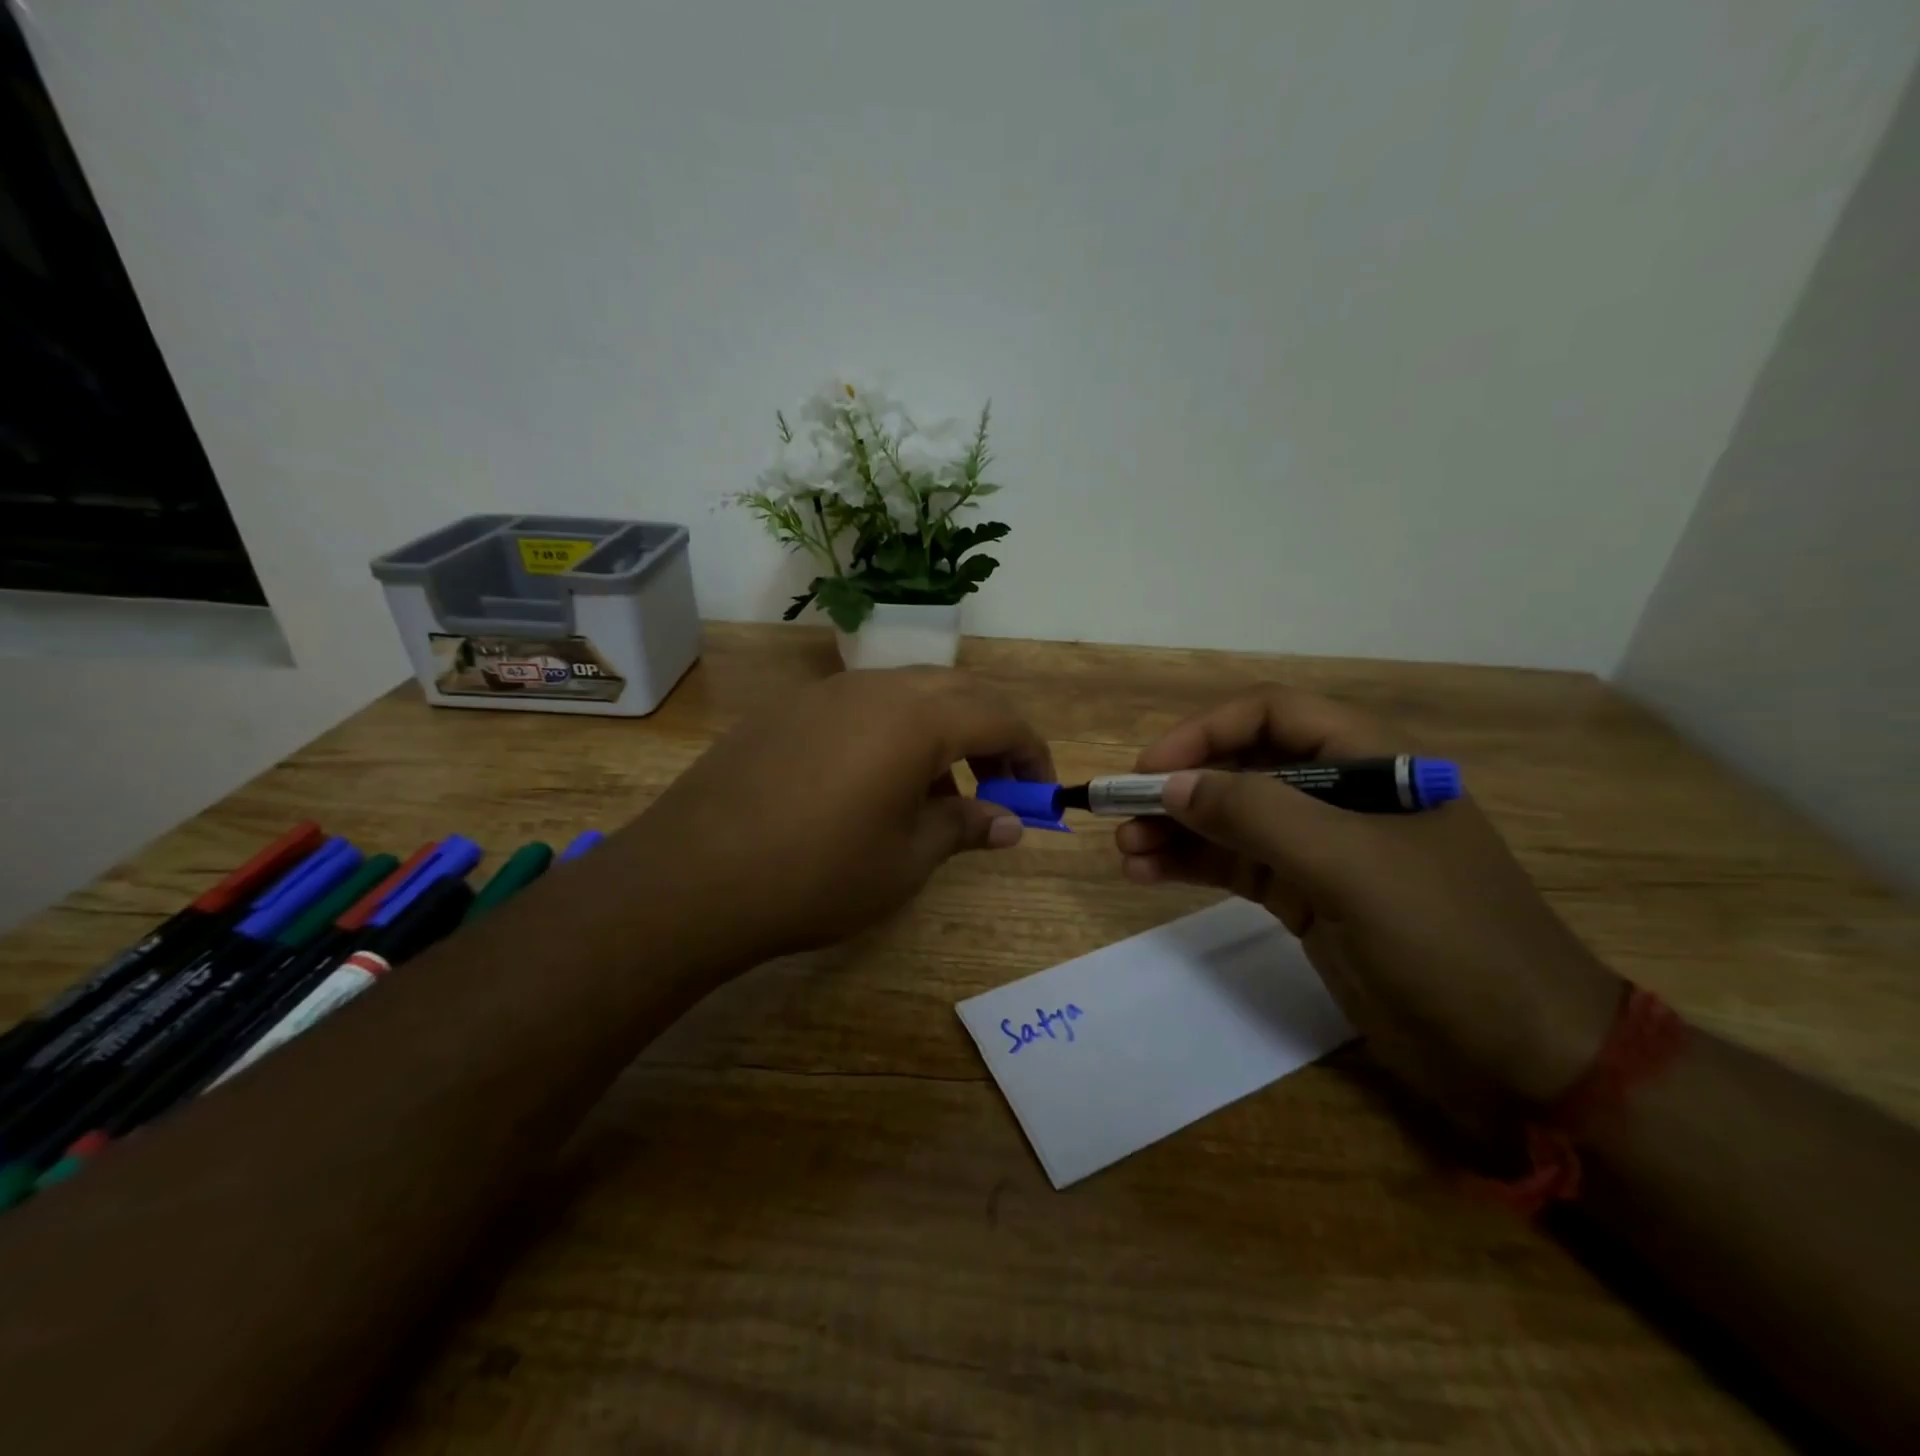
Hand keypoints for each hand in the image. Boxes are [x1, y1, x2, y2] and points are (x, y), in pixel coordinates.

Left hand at [611, 668, 1052, 967]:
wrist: (693, 877)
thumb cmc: (818, 873)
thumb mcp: (906, 860)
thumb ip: (965, 828)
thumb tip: (1010, 823)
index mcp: (917, 717)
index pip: (1000, 717)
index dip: (1031, 753)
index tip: (1040, 793)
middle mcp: (876, 688)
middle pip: (957, 692)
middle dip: (990, 735)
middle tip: (996, 787)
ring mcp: (826, 693)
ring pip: (908, 694)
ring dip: (940, 733)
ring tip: (936, 795)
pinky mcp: (789, 710)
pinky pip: (862, 707)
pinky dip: (892, 734)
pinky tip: (874, 786)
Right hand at [1115, 688, 1623, 1111]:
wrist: (1524, 1059)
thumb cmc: (1449, 942)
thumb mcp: (1351, 866)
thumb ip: (1258, 814)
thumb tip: (1172, 784)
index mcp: (1372, 762)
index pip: (1273, 716)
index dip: (1205, 733)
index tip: (1151, 769)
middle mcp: (1342, 796)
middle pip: (1243, 769)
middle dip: (1179, 788)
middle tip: (1120, 815)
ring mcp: (1323, 851)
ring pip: (1232, 821)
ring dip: (1176, 830)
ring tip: (1124, 850)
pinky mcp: (1307, 899)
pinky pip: (1236, 867)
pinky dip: (1191, 866)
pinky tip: (1147, 874)